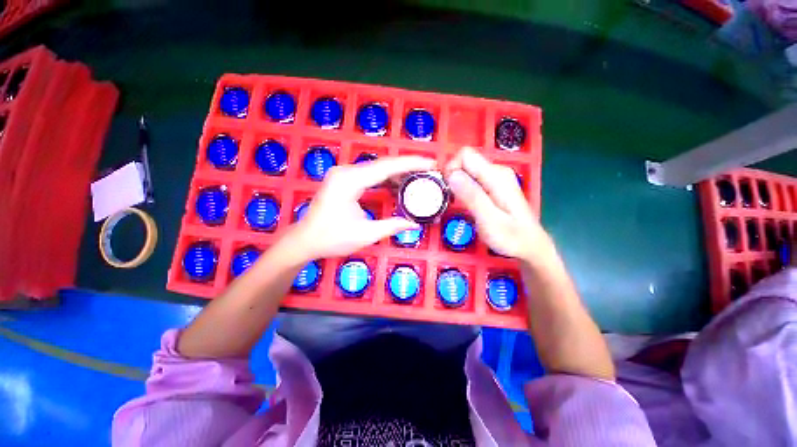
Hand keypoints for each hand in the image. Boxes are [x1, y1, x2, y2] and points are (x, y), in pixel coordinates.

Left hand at [288, 156, 435, 261]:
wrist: (304, 240)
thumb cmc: (332, 239)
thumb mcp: (365, 234)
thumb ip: (392, 226)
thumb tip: (414, 224)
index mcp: (349, 181)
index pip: (386, 167)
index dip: (411, 164)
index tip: (430, 163)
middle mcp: (346, 171)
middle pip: (382, 164)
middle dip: (407, 166)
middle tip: (429, 170)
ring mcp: (343, 174)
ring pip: (377, 168)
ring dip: (397, 172)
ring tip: (418, 176)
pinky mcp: (343, 180)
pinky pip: (369, 175)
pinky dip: (385, 179)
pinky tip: (398, 184)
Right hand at [444, 147, 552, 263]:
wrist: (530, 245)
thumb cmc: (511, 237)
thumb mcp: (489, 219)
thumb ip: (471, 196)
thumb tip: (452, 175)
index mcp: (497, 176)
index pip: (466, 155)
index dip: (452, 168)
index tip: (447, 189)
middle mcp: (497, 172)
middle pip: (466, 161)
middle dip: (452, 177)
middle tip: (450, 199)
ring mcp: (496, 178)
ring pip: (467, 170)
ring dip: (456, 184)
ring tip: (455, 204)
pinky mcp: (494, 186)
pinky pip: (472, 179)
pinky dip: (463, 188)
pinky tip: (464, 203)